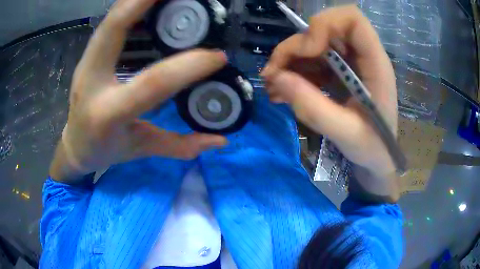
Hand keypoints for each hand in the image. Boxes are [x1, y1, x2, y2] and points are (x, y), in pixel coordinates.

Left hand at [50, 0, 227, 181]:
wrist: (75, 146)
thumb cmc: (104, 151)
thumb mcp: (140, 148)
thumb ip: (179, 145)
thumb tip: (219, 141)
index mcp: (109, 113)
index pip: (152, 83)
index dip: (188, 67)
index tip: (218, 56)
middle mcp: (91, 81)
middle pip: (115, 28)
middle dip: (144, 2)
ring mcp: (86, 63)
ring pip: (109, 20)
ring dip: (135, 0)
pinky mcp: (87, 56)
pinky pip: (107, 24)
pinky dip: (126, 7)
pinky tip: (143, 1)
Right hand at [262, 5, 397, 178]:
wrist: (378, 158)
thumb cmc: (373, 148)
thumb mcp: (346, 134)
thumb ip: (313, 107)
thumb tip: (277, 78)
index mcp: (375, 64)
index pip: (352, 19)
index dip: (324, 25)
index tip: (307, 51)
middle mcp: (362, 56)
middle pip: (323, 29)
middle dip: (295, 47)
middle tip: (273, 74)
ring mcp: (349, 63)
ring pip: (313, 44)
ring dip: (289, 61)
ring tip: (273, 87)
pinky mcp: (339, 72)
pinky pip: (311, 61)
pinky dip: (293, 72)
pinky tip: (282, 91)